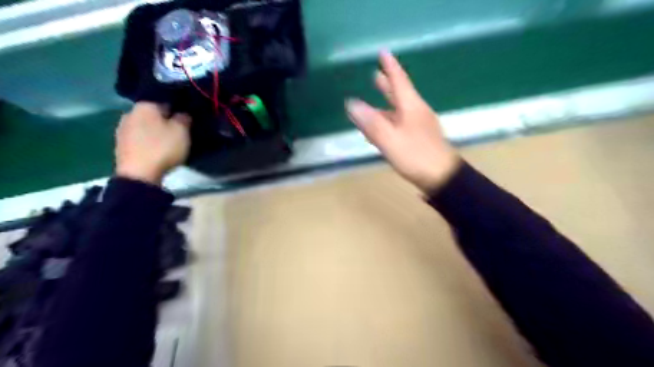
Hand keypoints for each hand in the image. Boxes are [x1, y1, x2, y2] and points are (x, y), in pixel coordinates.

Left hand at [117, 102, 191, 184]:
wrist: (139, 174)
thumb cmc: (163, 148)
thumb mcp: (182, 131)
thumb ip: (184, 118)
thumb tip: (182, 113)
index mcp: (145, 105)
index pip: (165, 101)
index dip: (178, 110)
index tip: (186, 120)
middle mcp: (130, 112)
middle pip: (152, 114)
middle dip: (164, 121)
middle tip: (178, 132)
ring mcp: (122, 129)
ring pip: (144, 126)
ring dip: (154, 132)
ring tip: (167, 142)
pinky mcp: (120, 145)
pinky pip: (138, 138)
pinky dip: (147, 142)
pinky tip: (155, 150)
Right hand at [345, 51, 461, 194]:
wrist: (443, 177)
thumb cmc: (416, 156)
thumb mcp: (390, 139)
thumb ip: (371, 123)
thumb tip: (351, 103)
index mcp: (411, 107)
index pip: (398, 81)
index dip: (390, 67)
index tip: (383, 52)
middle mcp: (416, 112)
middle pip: (400, 94)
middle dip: (388, 84)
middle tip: (376, 74)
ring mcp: (420, 126)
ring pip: (400, 110)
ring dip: (387, 103)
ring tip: (376, 99)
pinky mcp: (420, 138)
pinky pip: (401, 123)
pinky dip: (390, 120)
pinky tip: (384, 126)